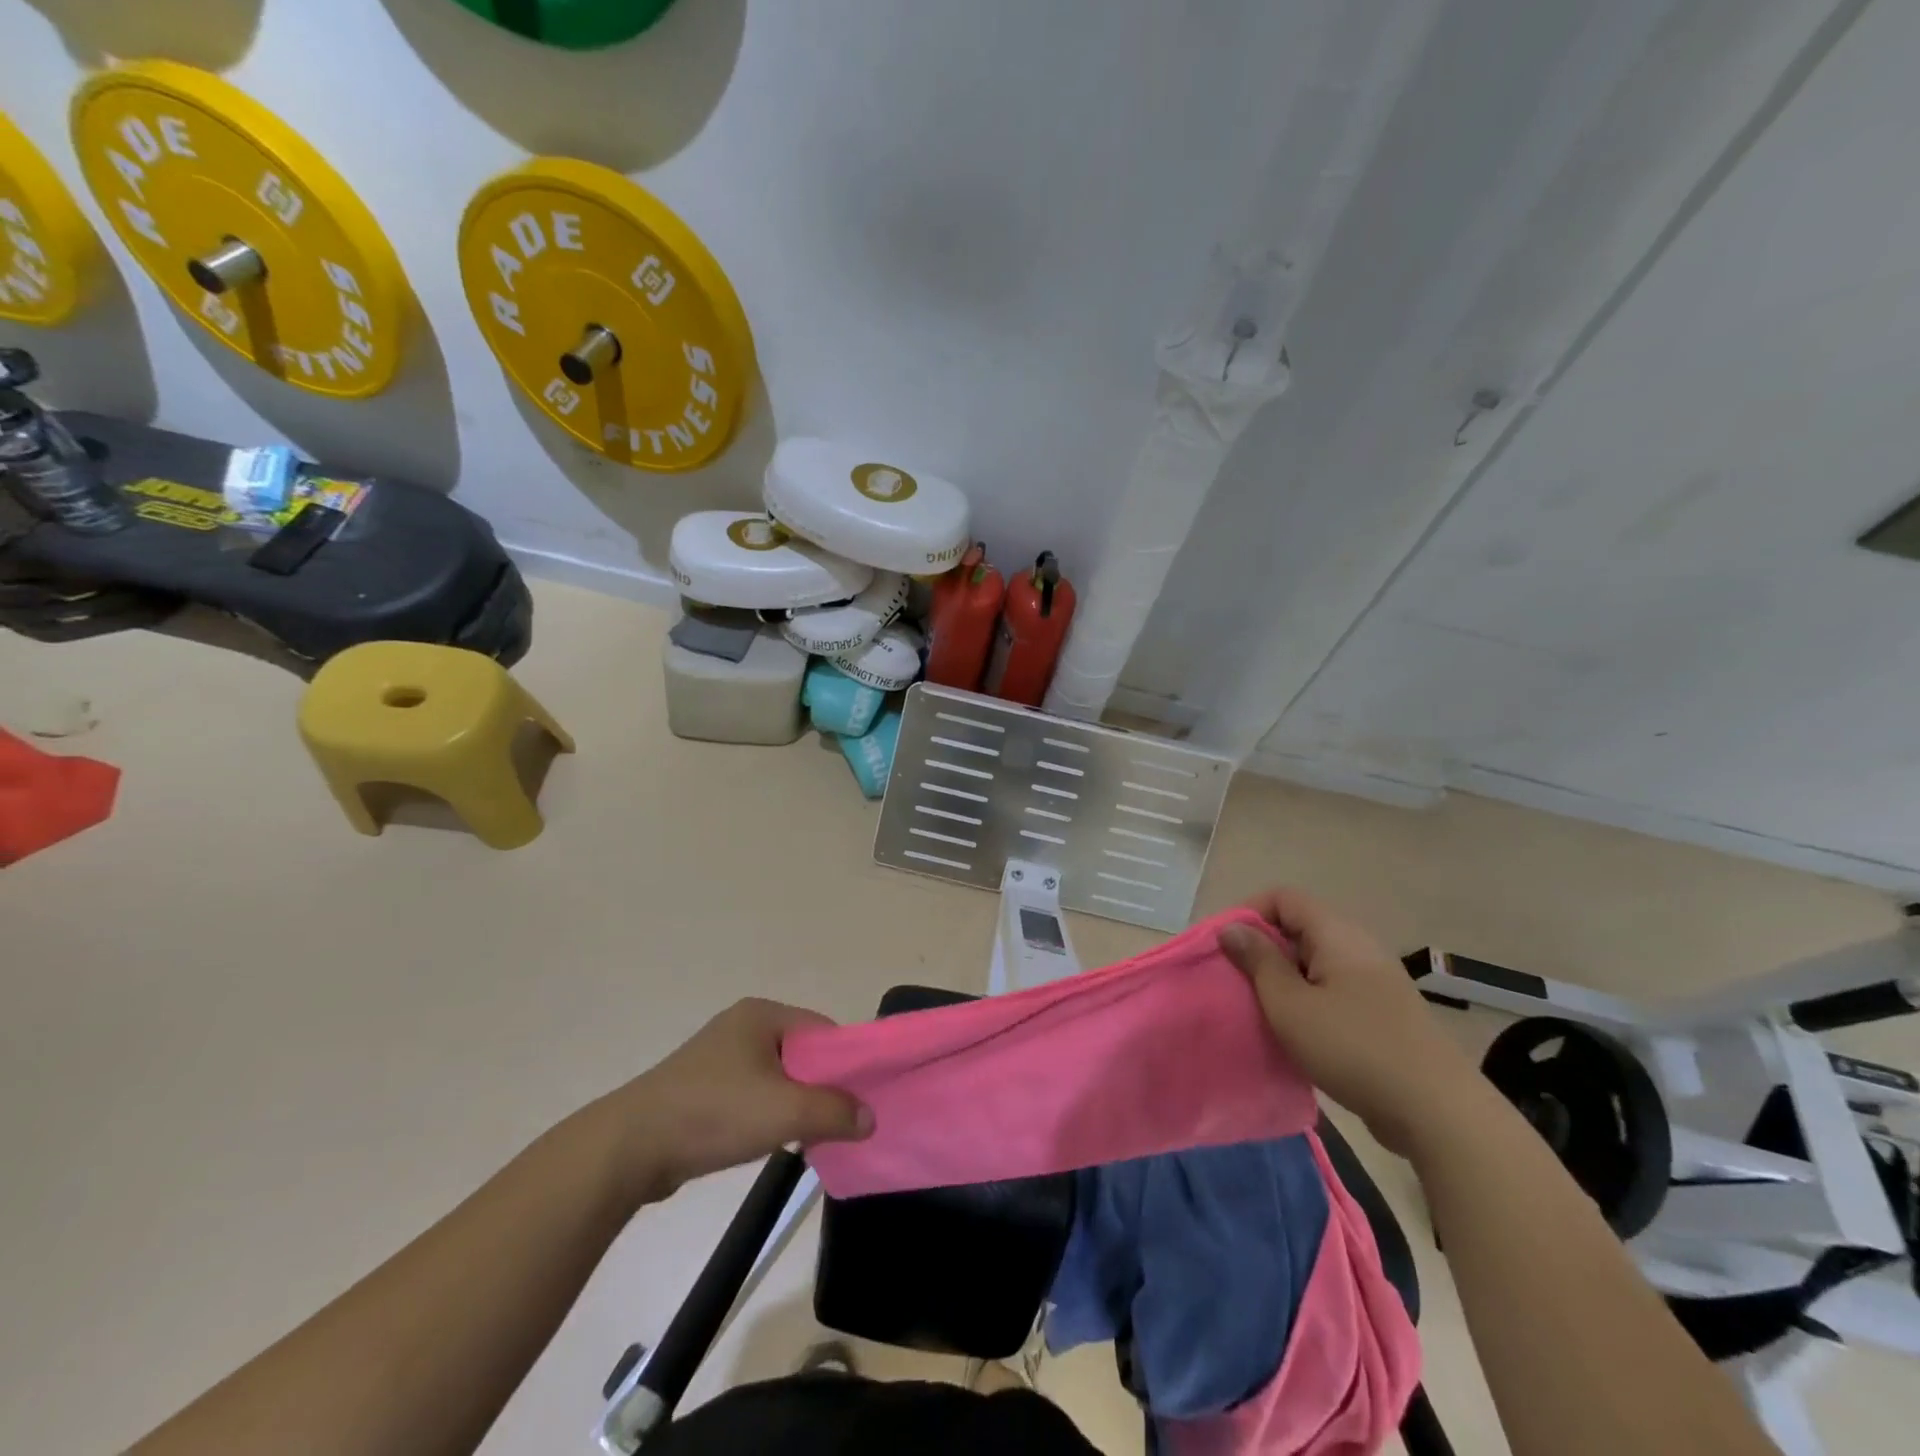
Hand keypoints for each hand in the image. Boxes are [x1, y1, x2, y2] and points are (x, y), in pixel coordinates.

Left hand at [609, 998, 872, 1199]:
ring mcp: (717, 1057)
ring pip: (776, 1077)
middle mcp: (741, 1026)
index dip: (846, 1062)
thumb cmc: (713, 1114)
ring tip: (807, 1137)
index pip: (823, 1030)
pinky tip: (769, 1142)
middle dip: (821, 1087)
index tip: (862, 1097)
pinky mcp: (701, 1088)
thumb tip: (870, 1117)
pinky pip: (750, 1094)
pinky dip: (765, 1115)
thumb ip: (834, 1111)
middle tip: (839, 1122)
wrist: (628, 1148)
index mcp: (762, 1014)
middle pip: (801, 1053)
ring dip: (793, 1104)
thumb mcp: (785, 1112)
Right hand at [1219, 888, 1482, 1156]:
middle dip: (1262, 949)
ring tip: (1260, 1008)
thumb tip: (1232, 929)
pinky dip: (1306, 1001)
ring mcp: (1374, 981)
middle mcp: (1357, 947)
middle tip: (1235, 981)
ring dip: (1282, 979)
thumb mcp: (1290, 1004)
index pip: (1283, 898)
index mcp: (1337, 934)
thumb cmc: (1353, 1048)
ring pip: (1314, 963)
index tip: (1224, 948)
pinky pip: (1332, 990)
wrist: (1437, 1112)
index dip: (1248, 913)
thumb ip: (1258, 961)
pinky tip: (1295, 1033)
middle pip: (1298, 928)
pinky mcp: (1381, 1013)